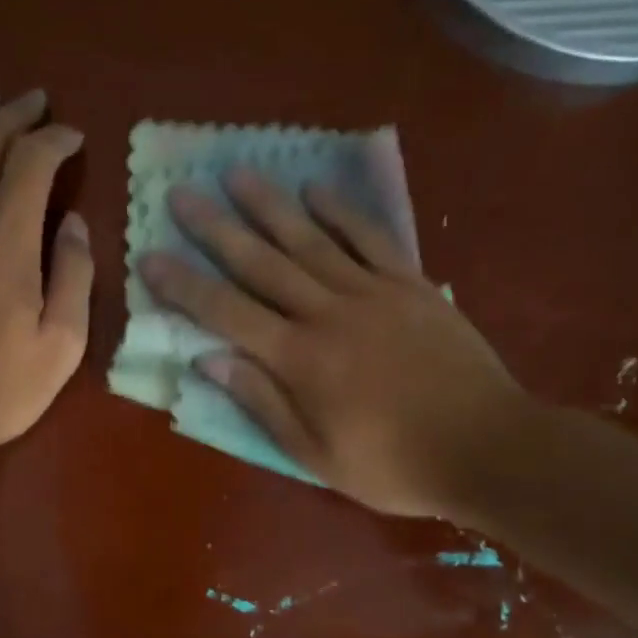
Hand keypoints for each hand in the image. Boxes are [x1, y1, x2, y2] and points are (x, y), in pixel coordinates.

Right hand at [138, 169, 525, 518]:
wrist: (487, 447)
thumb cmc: (393, 464)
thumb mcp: (316, 455)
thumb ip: (262, 403)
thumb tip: (209, 360)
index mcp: (299, 359)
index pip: (227, 313)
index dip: (185, 285)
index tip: (150, 255)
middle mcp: (327, 313)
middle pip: (262, 263)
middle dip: (217, 228)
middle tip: (183, 193)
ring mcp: (372, 292)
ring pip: (310, 240)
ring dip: (270, 206)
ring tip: (237, 173)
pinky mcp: (411, 285)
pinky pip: (371, 238)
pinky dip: (341, 212)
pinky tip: (316, 189)